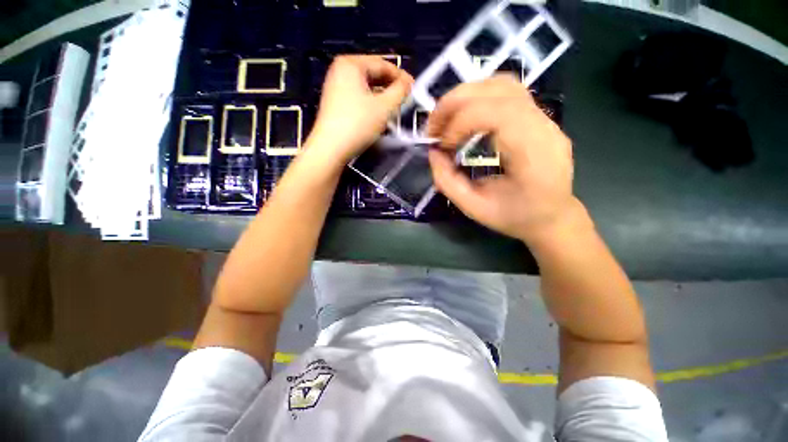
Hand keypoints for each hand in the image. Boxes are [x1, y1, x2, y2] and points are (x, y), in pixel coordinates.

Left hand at [307, 55, 413, 165]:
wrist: (331, 148)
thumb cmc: (358, 124)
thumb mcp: (384, 107)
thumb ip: (400, 91)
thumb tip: (409, 83)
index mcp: (351, 64)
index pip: (383, 64)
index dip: (401, 76)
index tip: (414, 89)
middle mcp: (340, 70)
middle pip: (374, 75)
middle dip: (391, 87)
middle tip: (405, 100)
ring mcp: (335, 87)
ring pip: (366, 88)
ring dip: (382, 97)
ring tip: (394, 109)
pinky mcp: (335, 103)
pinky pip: (358, 98)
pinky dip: (371, 104)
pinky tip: (378, 115)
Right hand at [427, 75, 577, 244]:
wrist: (553, 217)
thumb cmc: (516, 217)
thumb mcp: (474, 209)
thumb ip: (448, 182)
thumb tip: (433, 153)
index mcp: (534, 156)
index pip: (497, 114)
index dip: (460, 123)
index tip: (442, 146)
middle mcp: (544, 128)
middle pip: (499, 90)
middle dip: (456, 102)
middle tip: (433, 125)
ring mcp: (546, 119)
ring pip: (504, 84)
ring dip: (466, 96)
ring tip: (446, 118)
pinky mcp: (539, 117)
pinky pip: (508, 93)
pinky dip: (479, 97)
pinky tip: (465, 116)